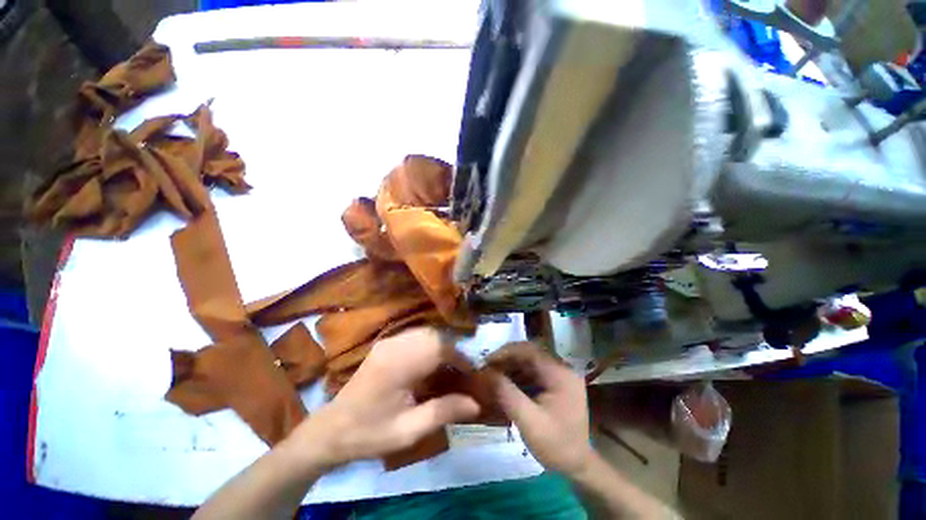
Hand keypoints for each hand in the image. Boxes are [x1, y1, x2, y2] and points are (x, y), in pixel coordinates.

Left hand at [285, 328, 479, 469]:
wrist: (331, 429)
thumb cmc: (369, 433)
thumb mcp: (408, 431)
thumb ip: (443, 412)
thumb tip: (476, 403)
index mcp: (397, 365)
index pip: (438, 346)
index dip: (460, 355)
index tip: (473, 371)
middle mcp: (394, 345)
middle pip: (435, 334)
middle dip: (454, 348)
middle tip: (465, 369)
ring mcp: (389, 341)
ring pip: (427, 331)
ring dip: (444, 345)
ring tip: (453, 366)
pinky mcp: (387, 343)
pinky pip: (417, 335)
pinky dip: (432, 344)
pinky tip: (435, 361)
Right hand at [486, 342, 594, 475]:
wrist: (578, 466)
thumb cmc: (555, 445)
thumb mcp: (528, 421)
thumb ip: (507, 394)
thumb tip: (486, 373)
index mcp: (560, 374)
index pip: (530, 351)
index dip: (507, 352)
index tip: (487, 361)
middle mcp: (562, 369)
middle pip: (530, 353)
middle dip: (507, 358)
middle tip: (488, 367)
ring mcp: (560, 376)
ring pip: (530, 361)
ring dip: (511, 366)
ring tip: (493, 375)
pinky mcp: (556, 383)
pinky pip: (533, 371)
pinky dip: (518, 374)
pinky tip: (506, 383)